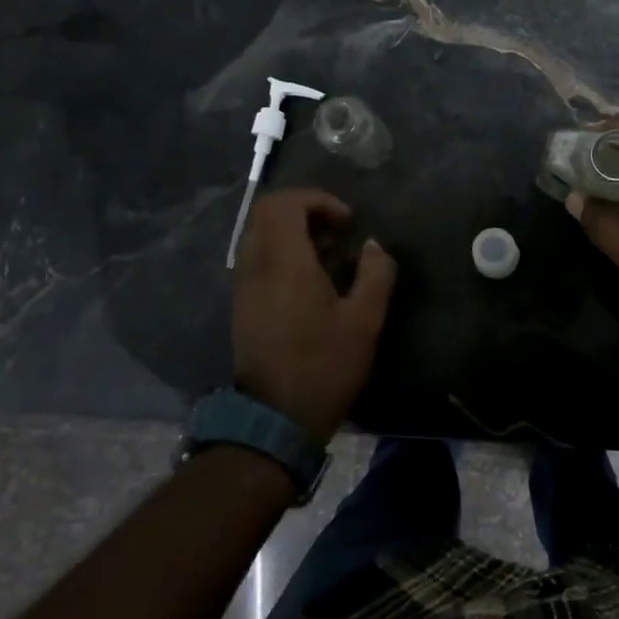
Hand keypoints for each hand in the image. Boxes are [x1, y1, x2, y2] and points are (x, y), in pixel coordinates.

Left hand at [232, 189, 397, 442]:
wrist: (275, 418)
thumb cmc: (324, 366)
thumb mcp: (365, 320)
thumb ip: (375, 273)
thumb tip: (374, 245)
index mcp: (284, 262)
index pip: (285, 203)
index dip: (318, 200)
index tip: (347, 222)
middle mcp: (256, 265)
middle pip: (267, 212)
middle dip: (305, 210)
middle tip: (337, 232)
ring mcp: (244, 284)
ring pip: (260, 233)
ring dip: (293, 231)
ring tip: (329, 255)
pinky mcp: (242, 303)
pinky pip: (257, 256)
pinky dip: (282, 252)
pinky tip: (310, 280)